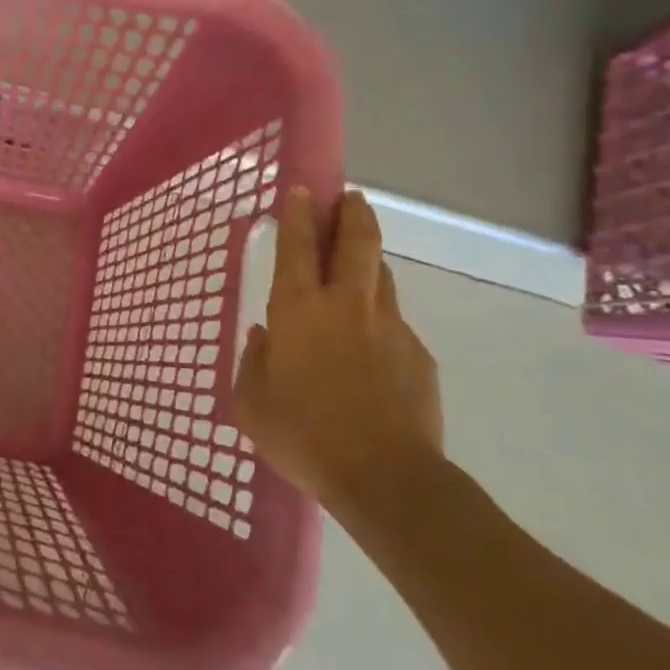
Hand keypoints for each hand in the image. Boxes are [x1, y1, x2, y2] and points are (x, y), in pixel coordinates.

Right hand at [232, 187, 442, 516]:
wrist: (386, 478)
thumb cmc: (303, 435)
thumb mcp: (251, 402)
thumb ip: (253, 361)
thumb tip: (265, 337)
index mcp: (298, 310)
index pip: (297, 247)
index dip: (297, 215)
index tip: (301, 191)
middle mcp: (345, 305)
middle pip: (356, 241)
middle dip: (351, 213)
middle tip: (348, 198)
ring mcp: (389, 327)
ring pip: (381, 275)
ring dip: (369, 259)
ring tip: (359, 259)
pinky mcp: (418, 354)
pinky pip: (394, 323)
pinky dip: (380, 320)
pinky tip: (372, 347)